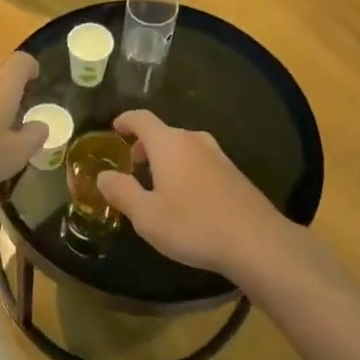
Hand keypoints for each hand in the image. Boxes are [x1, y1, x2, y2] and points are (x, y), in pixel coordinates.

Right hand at [96, 110, 289, 276]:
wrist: (256, 241)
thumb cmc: (193, 225)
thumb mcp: (147, 216)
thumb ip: (122, 192)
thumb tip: (103, 175)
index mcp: (169, 143)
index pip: (142, 119)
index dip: (125, 121)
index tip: (114, 128)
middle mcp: (194, 140)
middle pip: (163, 133)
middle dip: (144, 146)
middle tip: (132, 166)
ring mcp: (218, 155)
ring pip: (183, 148)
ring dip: (166, 159)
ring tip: (156, 185)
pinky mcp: (234, 173)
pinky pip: (200, 162)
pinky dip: (185, 170)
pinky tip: (186, 199)